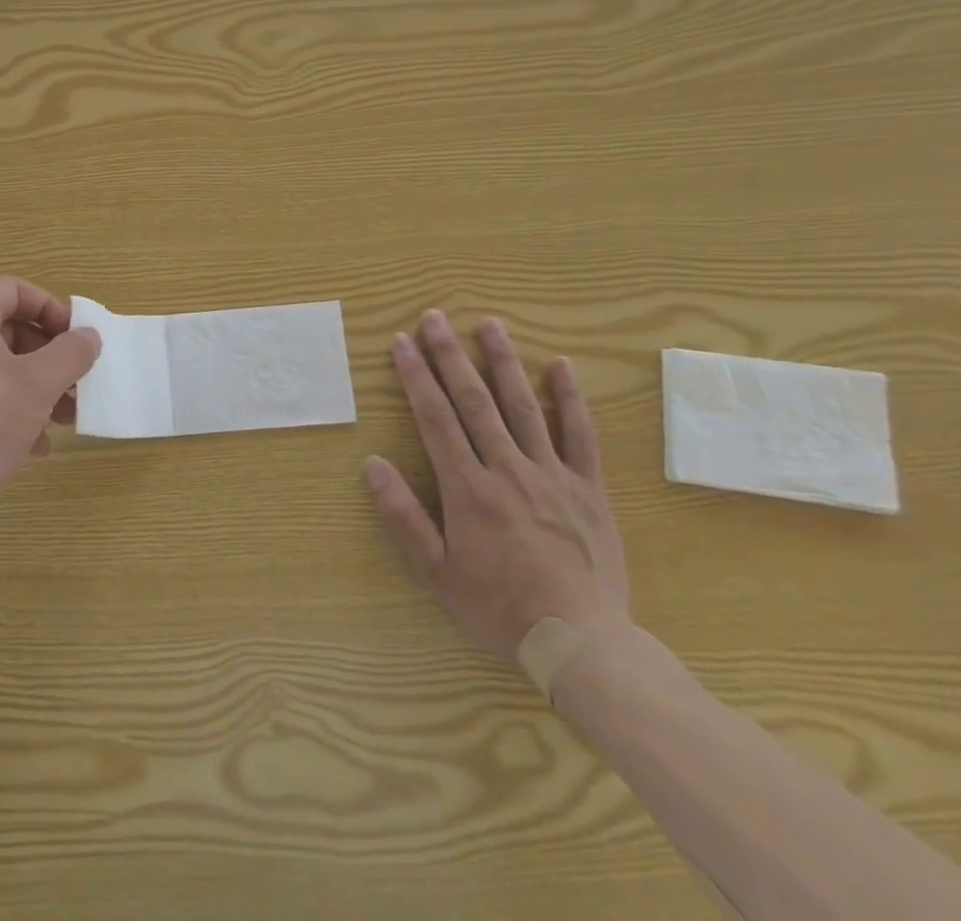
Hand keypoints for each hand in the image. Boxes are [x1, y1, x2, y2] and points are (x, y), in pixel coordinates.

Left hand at [0, 276, 100, 531]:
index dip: (49, 306)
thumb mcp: (37, 386)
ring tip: (66, 417)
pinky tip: (38, 445)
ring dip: (38, 386)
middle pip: (8, 329)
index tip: (74, 338)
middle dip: (49, 354)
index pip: (12, 289)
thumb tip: (89, 335)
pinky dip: (14, 411)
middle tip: (76, 381)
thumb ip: (70, 353)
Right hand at [365, 311, 628, 662]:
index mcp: (468, 489)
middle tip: (435, 317)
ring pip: (523, 406)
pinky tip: (561, 366)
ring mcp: (552, 475)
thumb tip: (372, 464)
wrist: (581, 644)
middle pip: (474, 401)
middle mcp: (507, 469)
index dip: (416, 376)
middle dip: (450, 355)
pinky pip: (580, 435)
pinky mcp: (587, 488)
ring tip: (489, 324)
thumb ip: (402, 516)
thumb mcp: (436, 572)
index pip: (435, 418)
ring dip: (503, 361)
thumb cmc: (498, 609)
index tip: (402, 342)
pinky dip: (570, 398)